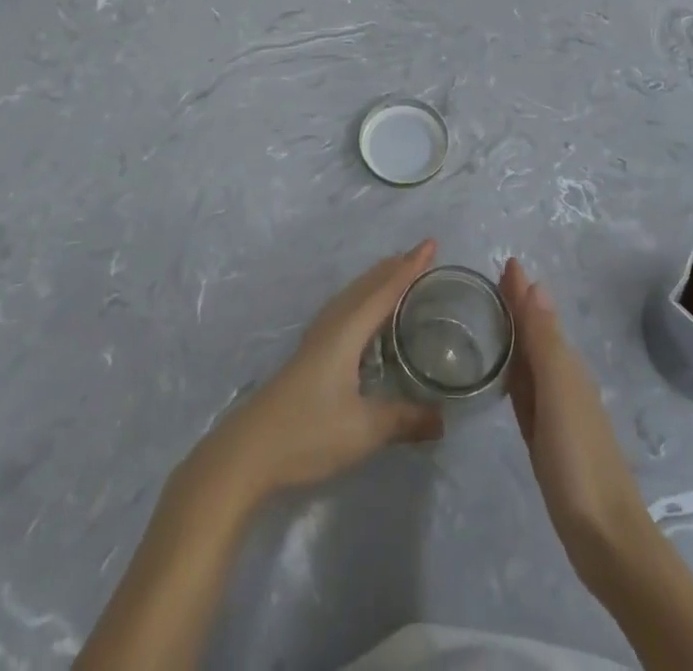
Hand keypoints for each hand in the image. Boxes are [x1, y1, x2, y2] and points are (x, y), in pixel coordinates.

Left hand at [195, 241, 443, 502]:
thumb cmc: (309, 431)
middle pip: (367, 285)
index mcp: (348, 331)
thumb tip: (443, 420)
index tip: (431, 243)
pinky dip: (362, 298)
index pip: (386, 289)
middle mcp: (333, 324)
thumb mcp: (365, 429)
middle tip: (421, 254)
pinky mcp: (309, 353)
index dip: (410, 267)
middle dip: (394, 267)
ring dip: (376, 280)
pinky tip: (363, 314)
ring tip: (397, 273)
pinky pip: (344, 308)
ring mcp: (317, 337)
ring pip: (352, 295)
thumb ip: (405, 420)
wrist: (250, 450)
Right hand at [499, 258, 652, 576]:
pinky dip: (515, 376)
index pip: (537, 315)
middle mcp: (563, 381)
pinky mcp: (548, 440)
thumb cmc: (578, 459)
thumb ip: (544, 341)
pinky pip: (527, 394)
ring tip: (490, 320)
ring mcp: (557, 412)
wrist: (605, 537)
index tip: (504, 262)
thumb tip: (536, 284)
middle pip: (535, 335)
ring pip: (531, 362)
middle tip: (490, 284)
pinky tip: (505, 377)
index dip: (521, 291)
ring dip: (515, 338)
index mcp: (565, 366)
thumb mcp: (558, 392)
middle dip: (517, 307)